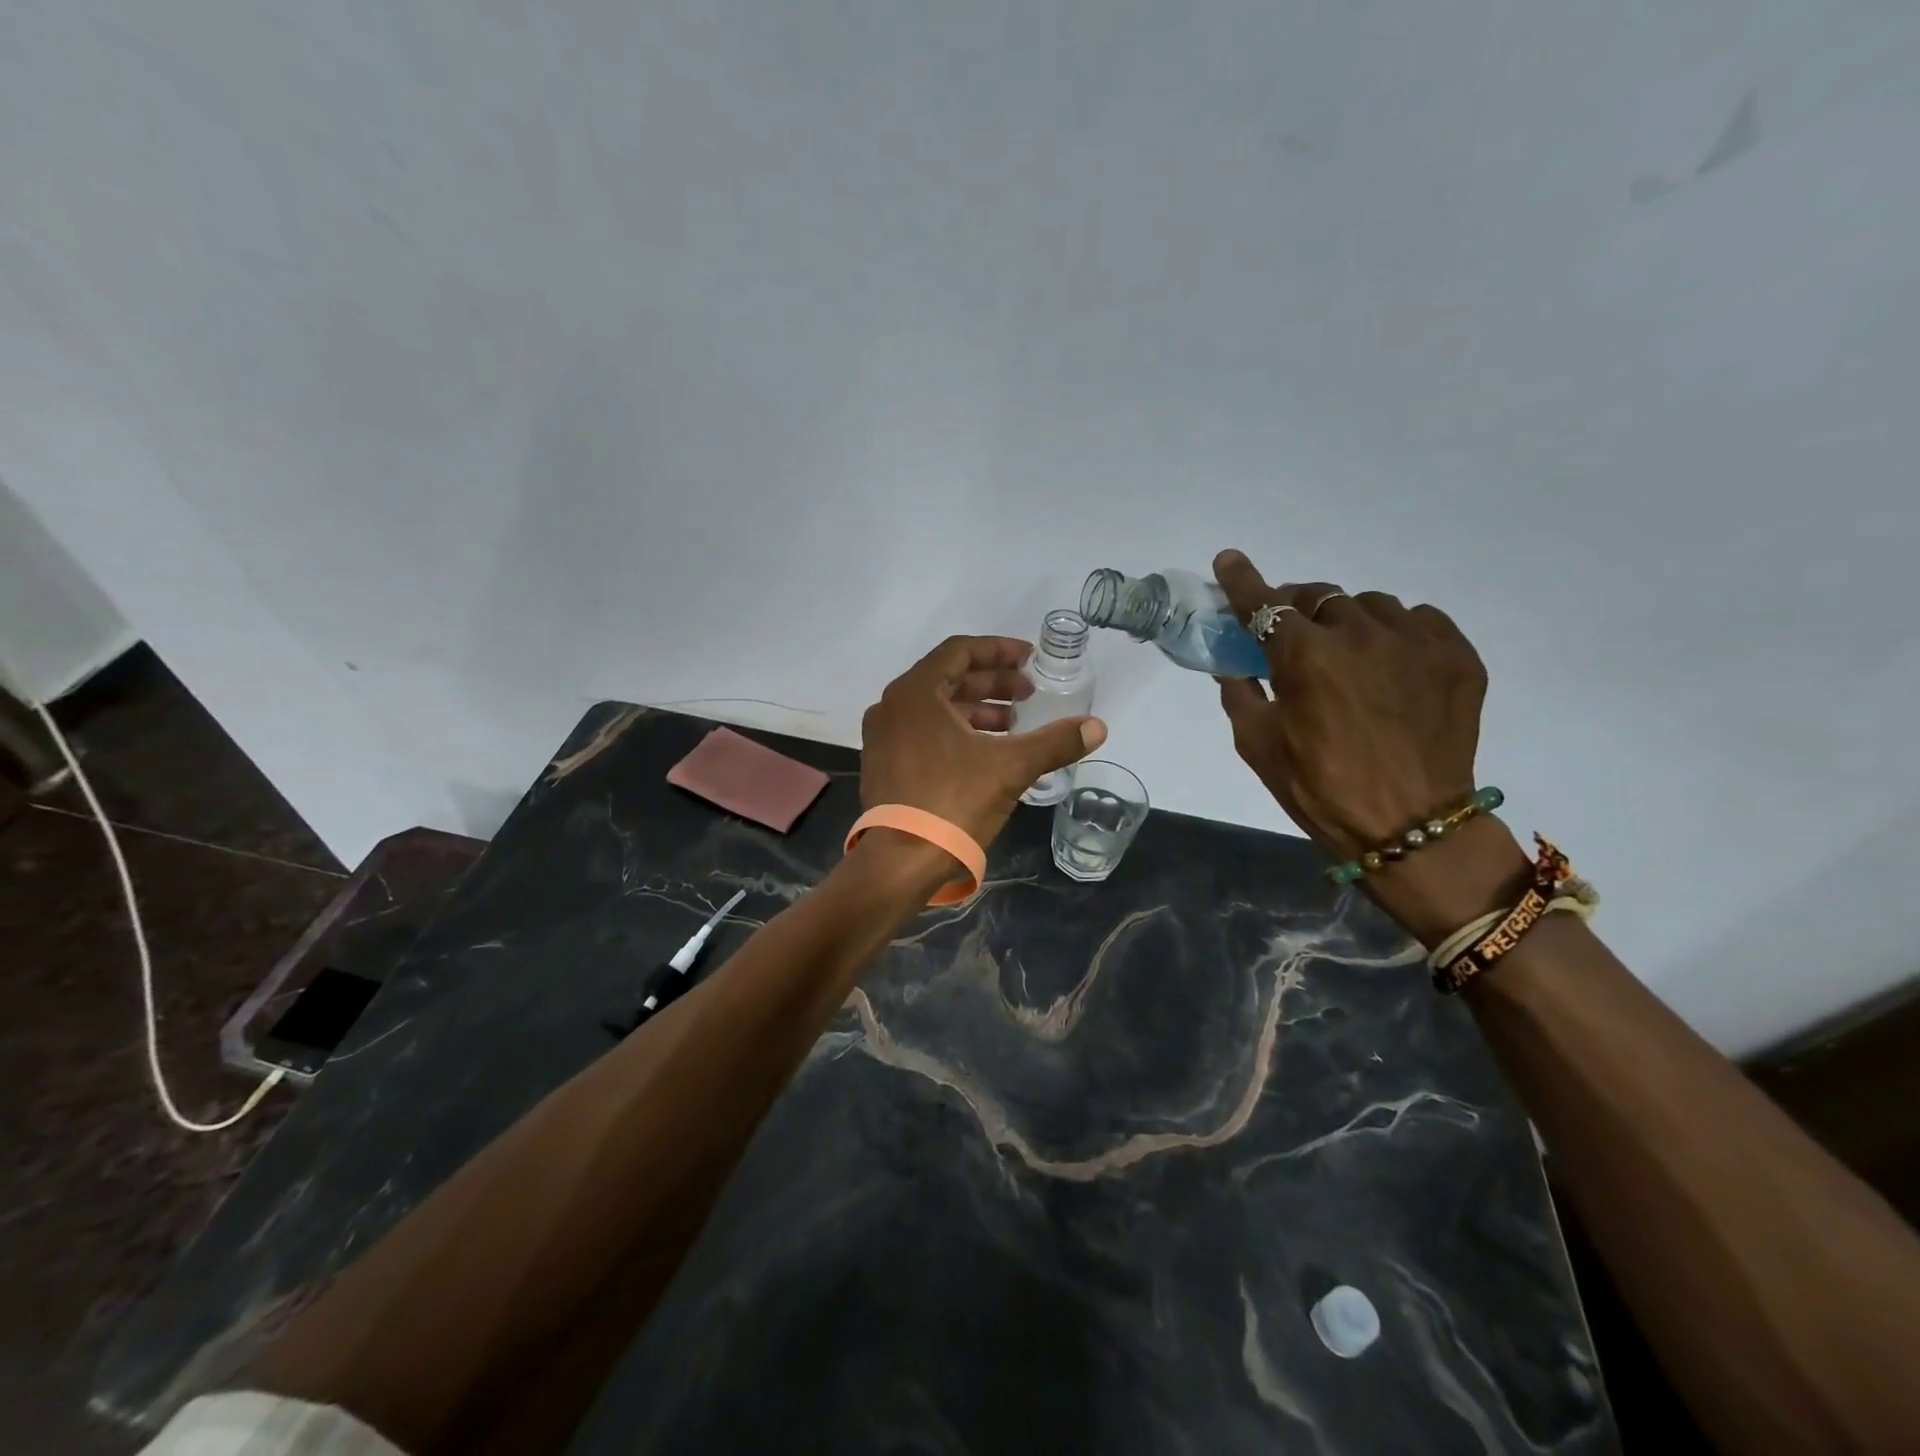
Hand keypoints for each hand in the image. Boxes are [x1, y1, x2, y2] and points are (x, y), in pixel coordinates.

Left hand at [860, 636, 1106, 847]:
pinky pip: (923, 732)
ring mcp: (883, 737)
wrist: (901, 862)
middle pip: (948, 678)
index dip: (999, 651)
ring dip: (976, 710)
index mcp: (915, 693)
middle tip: (1029, 695)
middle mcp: (892, 706)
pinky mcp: (884, 764)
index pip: (960, 651)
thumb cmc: (952, 802)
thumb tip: (1098, 727)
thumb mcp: (1010, 768)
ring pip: (935, 708)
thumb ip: (1054, 742)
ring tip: (1014, 725)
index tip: (1031, 660)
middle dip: (992, 684)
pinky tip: (986, 751)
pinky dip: (955, 731)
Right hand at [1210, 552, 1527, 941]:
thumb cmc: (1320, 788)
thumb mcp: (1259, 746)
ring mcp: (1414, 641)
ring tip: (1349, 654)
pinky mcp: (1456, 656)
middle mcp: (1359, 633)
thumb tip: (1234, 665)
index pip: (1264, 603)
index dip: (1242, 580)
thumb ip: (1240, 694)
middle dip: (1298, 608)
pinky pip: (1420, 620)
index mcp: (1304, 656)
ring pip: (1371, 606)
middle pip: (1320, 596)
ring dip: (1349, 621)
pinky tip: (1393, 663)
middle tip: (1292, 633)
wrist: (1412, 827)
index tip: (1230, 560)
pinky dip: (1398, 633)